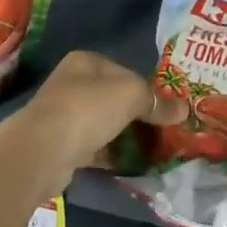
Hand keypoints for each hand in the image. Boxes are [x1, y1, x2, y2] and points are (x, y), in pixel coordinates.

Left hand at [11, 51, 181, 191]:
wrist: (43, 151)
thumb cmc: (87, 109)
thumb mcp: (131, 94)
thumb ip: (157, 101)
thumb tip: (184, 109)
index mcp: (85, 62)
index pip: (125, 71)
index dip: (147, 88)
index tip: (167, 108)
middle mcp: (72, 84)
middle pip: (114, 97)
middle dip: (138, 114)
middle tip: (164, 130)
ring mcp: (65, 116)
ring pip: (105, 123)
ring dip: (126, 135)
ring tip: (153, 149)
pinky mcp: (62, 146)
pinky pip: (96, 147)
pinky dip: (113, 154)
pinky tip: (132, 164)